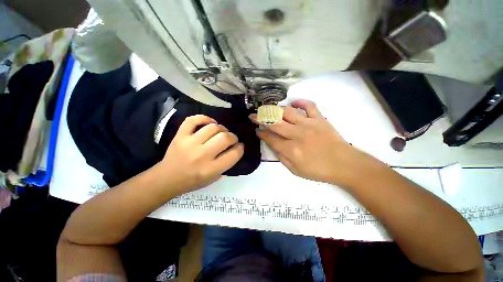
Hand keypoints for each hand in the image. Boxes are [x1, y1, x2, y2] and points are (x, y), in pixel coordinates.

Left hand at [158, 115, 243, 193]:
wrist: (166, 179)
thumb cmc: (192, 181)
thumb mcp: (213, 179)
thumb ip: (226, 165)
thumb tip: (234, 150)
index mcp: (211, 169)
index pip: (234, 154)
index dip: (240, 148)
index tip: (240, 146)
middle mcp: (202, 155)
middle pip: (225, 138)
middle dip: (233, 137)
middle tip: (231, 139)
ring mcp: (189, 143)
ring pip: (213, 128)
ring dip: (222, 128)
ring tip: (221, 132)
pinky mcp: (180, 136)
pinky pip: (193, 120)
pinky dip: (204, 118)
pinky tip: (210, 123)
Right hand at [250, 100, 371, 186]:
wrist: (344, 164)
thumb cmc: (318, 170)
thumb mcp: (295, 170)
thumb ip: (281, 157)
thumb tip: (271, 145)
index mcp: (291, 149)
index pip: (270, 138)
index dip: (261, 133)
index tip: (257, 130)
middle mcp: (297, 134)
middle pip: (274, 123)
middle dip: (260, 118)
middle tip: (253, 116)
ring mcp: (308, 124)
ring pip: (287, 112)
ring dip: (275, 110)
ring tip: (269, 109)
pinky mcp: (319, 119)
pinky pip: (309, 105)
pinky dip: (300, 102)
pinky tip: (294, 103)